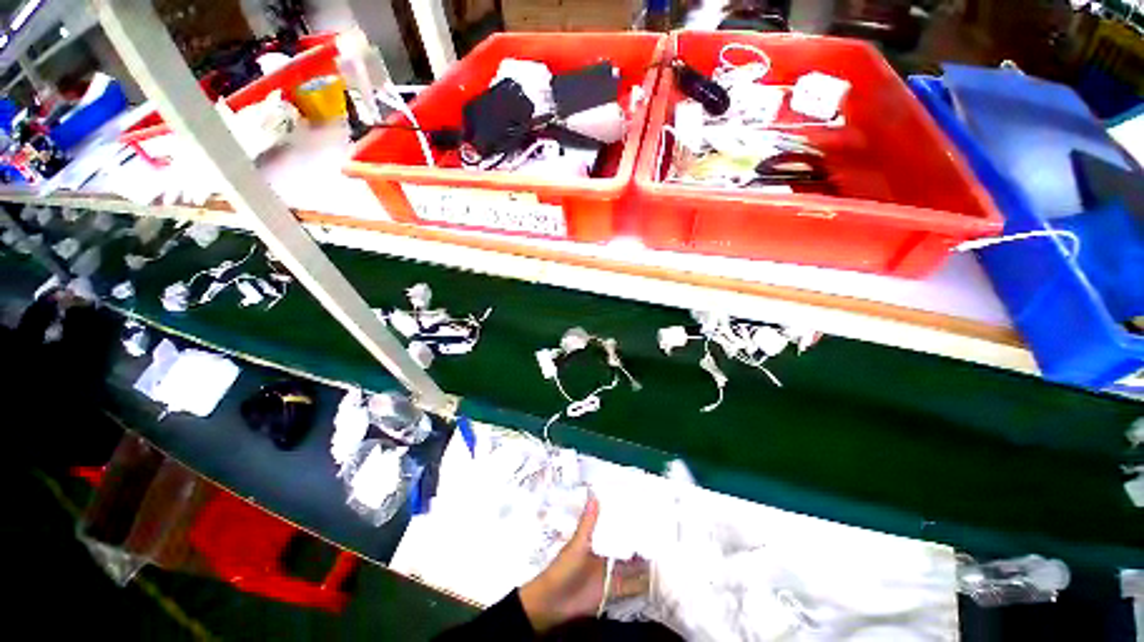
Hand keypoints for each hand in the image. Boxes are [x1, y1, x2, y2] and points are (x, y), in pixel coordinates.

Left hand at [519, 494, 649, 632]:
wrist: (552, 603)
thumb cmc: (563, 569)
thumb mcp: (577, 545)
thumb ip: (588, 523)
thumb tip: (594, 495)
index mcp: (595, 541)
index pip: (613, 528)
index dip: (626, 522)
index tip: (643, 512)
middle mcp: (604, 556)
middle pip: (624, 548)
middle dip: (639, 542)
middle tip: (660, 534)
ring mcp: (609, 574)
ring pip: (630, 566)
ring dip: (643, 563)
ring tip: (663, 554)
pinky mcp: (612, 592)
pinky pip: (630, 587)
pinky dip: (641, 584)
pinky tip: (656, 579)